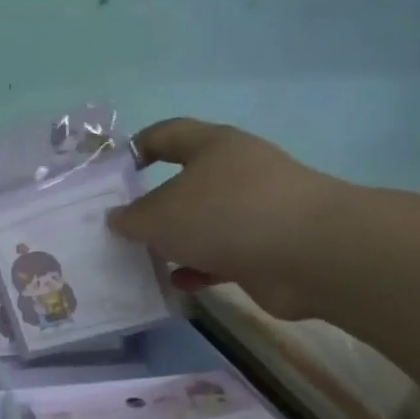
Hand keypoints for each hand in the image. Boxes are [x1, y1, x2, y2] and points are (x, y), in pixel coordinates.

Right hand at [107, 118, 354, 319]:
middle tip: (119, 229)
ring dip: (174, 243)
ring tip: (142, 261)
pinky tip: (177, 284)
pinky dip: (198, 269)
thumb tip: (117, 219)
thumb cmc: (225, 215)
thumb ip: (131, 218)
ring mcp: (254, 210)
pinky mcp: (266, 248)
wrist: (309, 254)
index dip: (135, 148)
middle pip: (183, 184)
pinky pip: (221, 256)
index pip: (166, 134)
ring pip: (202, 224)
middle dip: (152, 207)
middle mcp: (235, 172)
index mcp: (212, 146)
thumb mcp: (160, 215)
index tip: (110, 174)